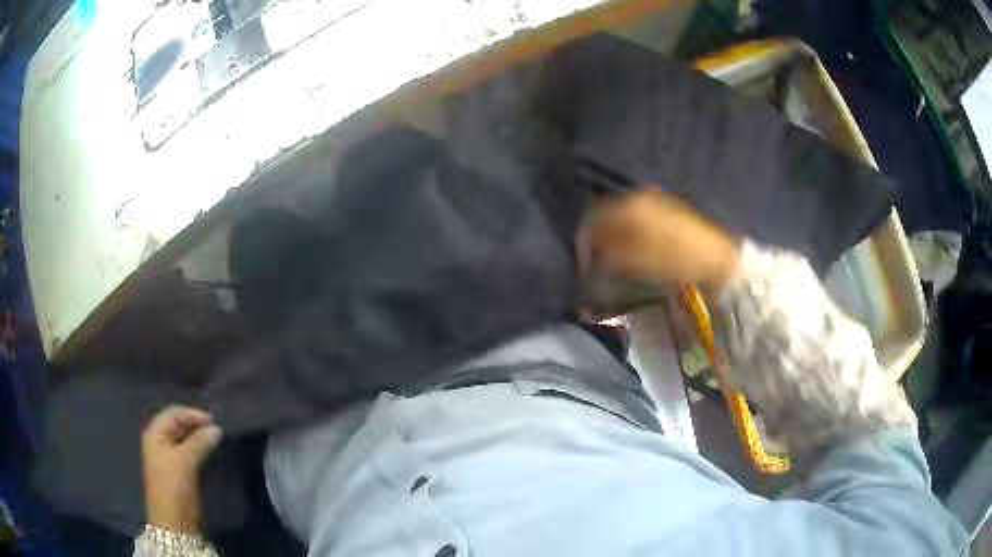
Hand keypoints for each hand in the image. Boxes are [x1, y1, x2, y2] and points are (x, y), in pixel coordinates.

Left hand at [141, 405, 221, 533]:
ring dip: (199, 438)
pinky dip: (199, 449)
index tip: (216, 421)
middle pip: (178, 424)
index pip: (174, 413)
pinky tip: (211, 452)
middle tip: (219, 430)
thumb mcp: (185, 461)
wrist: (173, 522)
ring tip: (218, 440)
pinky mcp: (178, 471)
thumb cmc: (173, 486)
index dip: (193, 414)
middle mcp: (159, 441)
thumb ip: (200, 442)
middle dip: (197, 425)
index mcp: (155, 433)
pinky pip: (188, 452)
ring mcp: (168, 457)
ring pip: (184, 439)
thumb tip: (217, 428)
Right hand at [580, 189, 740, 289]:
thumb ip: (607, 258)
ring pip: (622, 218)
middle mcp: (639, 197)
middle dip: (597, 239)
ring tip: (613, 260)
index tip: (583, 265)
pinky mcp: (667, 209)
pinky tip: (633, 251)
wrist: (716, 256)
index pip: (592, 219)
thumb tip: (591, 260)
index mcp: (629, 206)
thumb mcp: (636, 262)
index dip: (583, 243)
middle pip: (606, 216)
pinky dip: (628, 234)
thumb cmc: (675, 259)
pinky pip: (637, 219)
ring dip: (613, 237)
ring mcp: (655, 201)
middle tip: (595, 263)